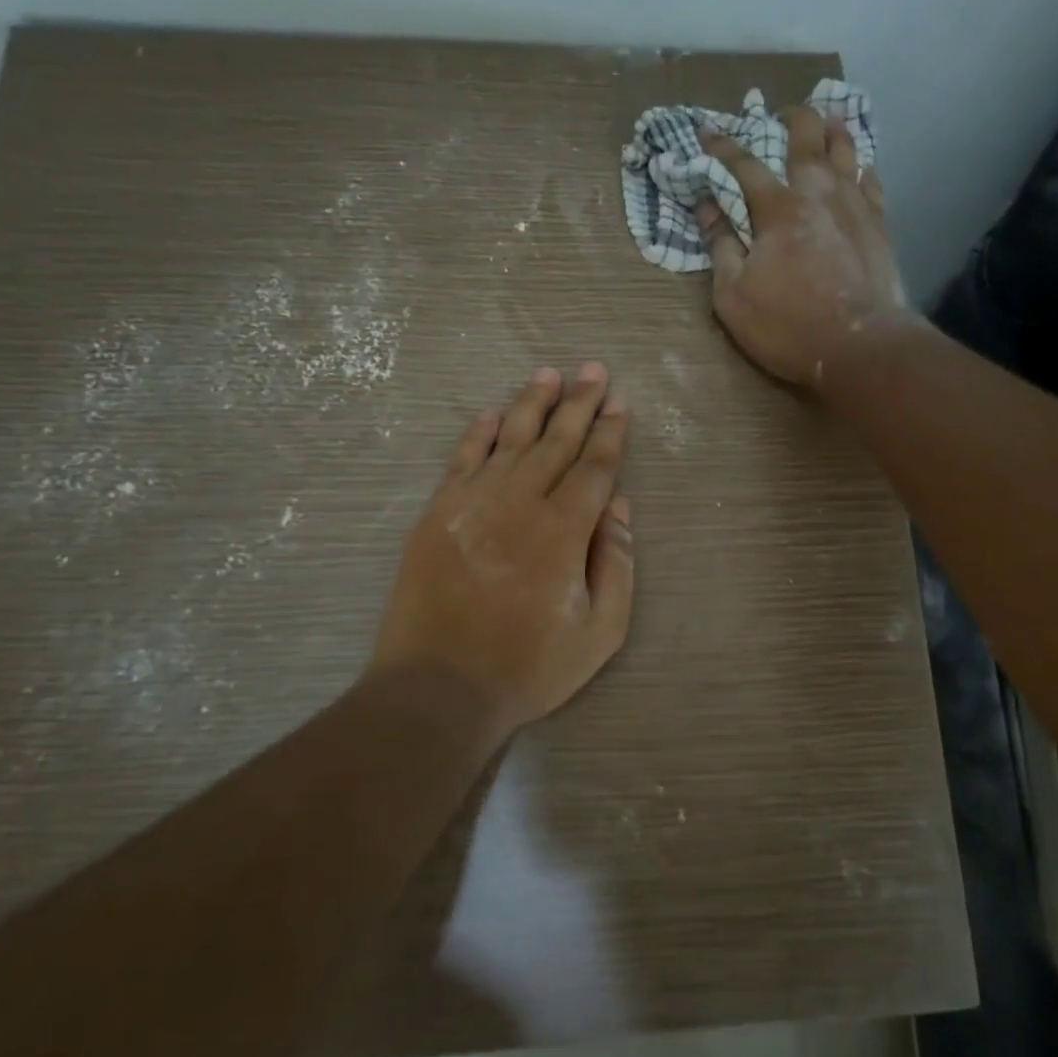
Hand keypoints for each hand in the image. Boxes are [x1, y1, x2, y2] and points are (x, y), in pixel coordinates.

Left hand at [370, 363, 634, 741]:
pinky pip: (461, 460)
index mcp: (564, 531)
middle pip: (555, 441)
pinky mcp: (437, 513)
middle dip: (579, 404)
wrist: (439, 686)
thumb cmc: (530, 666)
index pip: (594, 467)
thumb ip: (616, 564)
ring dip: (531, 404)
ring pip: (509, 439)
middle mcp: (520, 502)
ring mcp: (473, 503)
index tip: (620, 403)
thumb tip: (620, 507)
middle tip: (594, 369)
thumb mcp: (600, 631)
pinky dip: (478, 433)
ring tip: (549, 374)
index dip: (610, 433)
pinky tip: (491, 414)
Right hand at [697, 107, 909, 390]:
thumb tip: (706, 206)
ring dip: (832, 130)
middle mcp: (818, 193)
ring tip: (827, 119)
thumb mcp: (733, 297)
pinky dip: (862, 166)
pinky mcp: (879, 225)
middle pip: (805, 138)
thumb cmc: (787, 326)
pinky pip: (871, 181)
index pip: (744, 165)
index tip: (707, 130)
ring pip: (845, 150)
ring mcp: (854, 205)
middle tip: (781, 114)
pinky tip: (860, 166)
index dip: (722, 147)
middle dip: (790, 119)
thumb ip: (720, 247)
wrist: (858, 346)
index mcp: (777, 209)